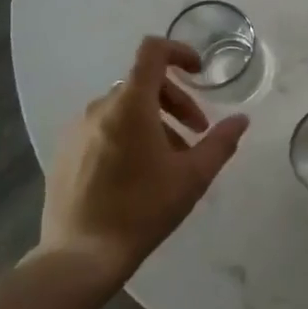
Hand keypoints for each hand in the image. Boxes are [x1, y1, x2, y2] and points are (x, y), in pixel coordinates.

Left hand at [38, 37, 249, 286]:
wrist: (80, 256)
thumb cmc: (142, 210)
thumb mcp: (193, 177)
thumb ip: (221, 142)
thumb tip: (241, 120)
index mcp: (130, 104)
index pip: (152, 52)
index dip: (179, 52)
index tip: (199, 73)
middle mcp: (99, 107)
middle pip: (143, 83)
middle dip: (175, 100)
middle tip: (196, 132)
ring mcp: (77, 129)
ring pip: (124, 108)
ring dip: (153, 120)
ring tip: (170, 159)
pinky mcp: (65, 151)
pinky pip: (103, 127)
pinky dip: (127, 134)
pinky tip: (138, 173)